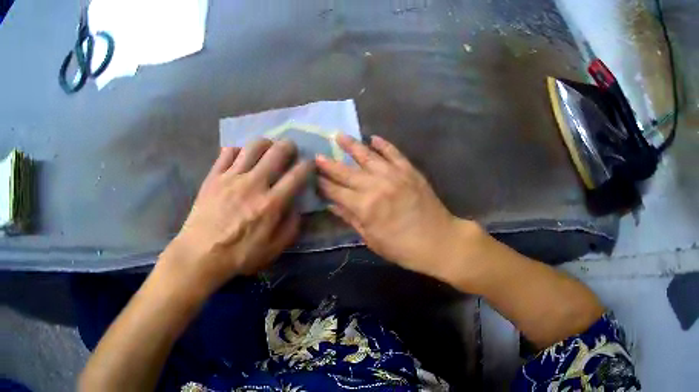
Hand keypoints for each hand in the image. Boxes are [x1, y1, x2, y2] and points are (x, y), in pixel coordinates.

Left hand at [162, 139, 311, 293]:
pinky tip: (240, 158)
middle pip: (278, 151)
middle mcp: (254, 183)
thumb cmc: (238, 256)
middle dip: (290, 146)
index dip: (308, 166)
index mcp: (271, 203)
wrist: (201, 253)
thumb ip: (290, 228)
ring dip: (266, 144)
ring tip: (267, 150)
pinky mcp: (214, 175)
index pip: (297, 174)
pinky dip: (238, 150)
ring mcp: (232, 176)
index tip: (309, 165)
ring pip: (254, 146)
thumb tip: (297, 208)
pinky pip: (228, 151)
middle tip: (290, 151)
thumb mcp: (272, 251)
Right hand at [316, 135, 474, 277]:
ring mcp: (394, 175)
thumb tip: (331, 205)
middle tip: (316, 155)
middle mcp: (376, 185)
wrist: (439, 241)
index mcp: (365, 206)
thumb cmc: (403, 248)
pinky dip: (383, 144)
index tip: (311, 176)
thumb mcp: (372, 239)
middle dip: (330, 164)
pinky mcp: (410, 171)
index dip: (322, 184)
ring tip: (339, 135)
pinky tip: (373, 138)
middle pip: (347, 171)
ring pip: (368, 156)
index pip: (336, 191)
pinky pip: (394, 153)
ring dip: (352, 145)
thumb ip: (351, 219)